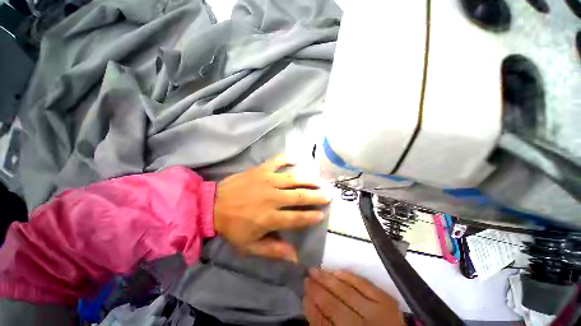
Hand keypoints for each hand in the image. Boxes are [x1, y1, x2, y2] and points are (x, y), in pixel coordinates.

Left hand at [214, 155, 329, 261]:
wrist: (213, 205)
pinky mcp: (260, 170)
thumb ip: (273, 250)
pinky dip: (287, 159)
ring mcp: (267, 180)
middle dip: (316, 197)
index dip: (311, 217)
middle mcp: (273, 198)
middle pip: (300, 197)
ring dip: (308, 180)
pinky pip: (277, 162)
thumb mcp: (250, 246)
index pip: (297, 218)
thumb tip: (295, 256)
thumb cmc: (233, 226)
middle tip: (328, 195)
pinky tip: (296, 159)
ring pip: (293, 179)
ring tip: (319, 181)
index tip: (321, 215)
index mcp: (270, 217)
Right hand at [305, 269, 403, 325]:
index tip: (303, 293)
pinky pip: (364, 284)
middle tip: (306, 276)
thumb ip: (324, 324)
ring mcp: (378, 313)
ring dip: (329, 279)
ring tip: (316, 270)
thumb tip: (309, 303)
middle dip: (317, 290)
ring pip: (347, 292)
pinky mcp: (387, 301)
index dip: (311, 308)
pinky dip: (349, 276)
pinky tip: (337, 271)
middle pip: (334, 306)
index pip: (324, 323)